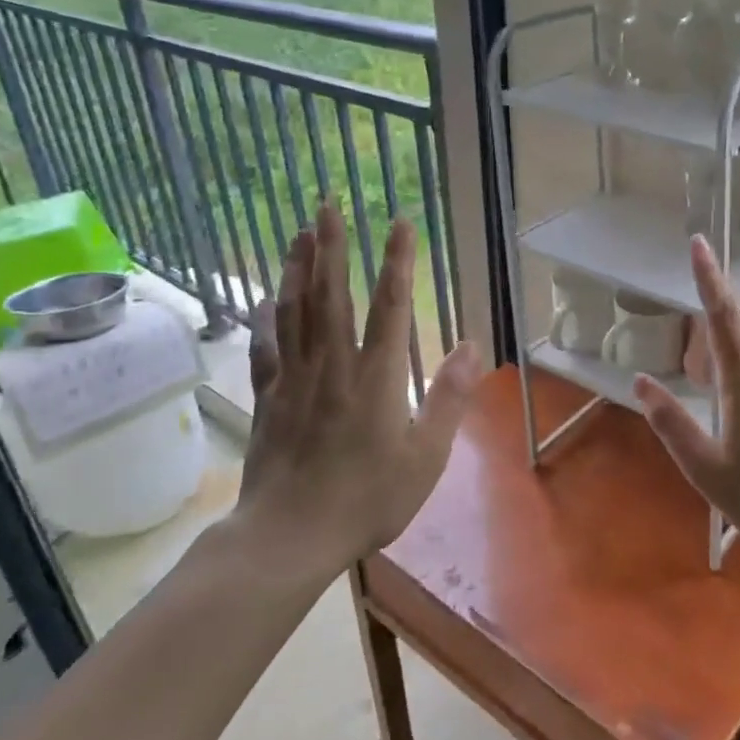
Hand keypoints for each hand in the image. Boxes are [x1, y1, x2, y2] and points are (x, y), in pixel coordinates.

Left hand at [233, 203, 483, 583]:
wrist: (291, 535)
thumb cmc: (368, 498)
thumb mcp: (426, 455)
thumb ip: (449, 398)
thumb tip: (473, 346)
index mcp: (376, 377)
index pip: (390, 306)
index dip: (397, 261)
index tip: (401, 223)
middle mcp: (333, 365)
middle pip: (331, 294)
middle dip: (331, 246)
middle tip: (327, 205)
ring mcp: (295, 379)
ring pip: (295, 311)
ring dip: (297, 268)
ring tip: (299, 233)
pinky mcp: (269, 398)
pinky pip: (267, 348)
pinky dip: (266, 319)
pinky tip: (265, 300)